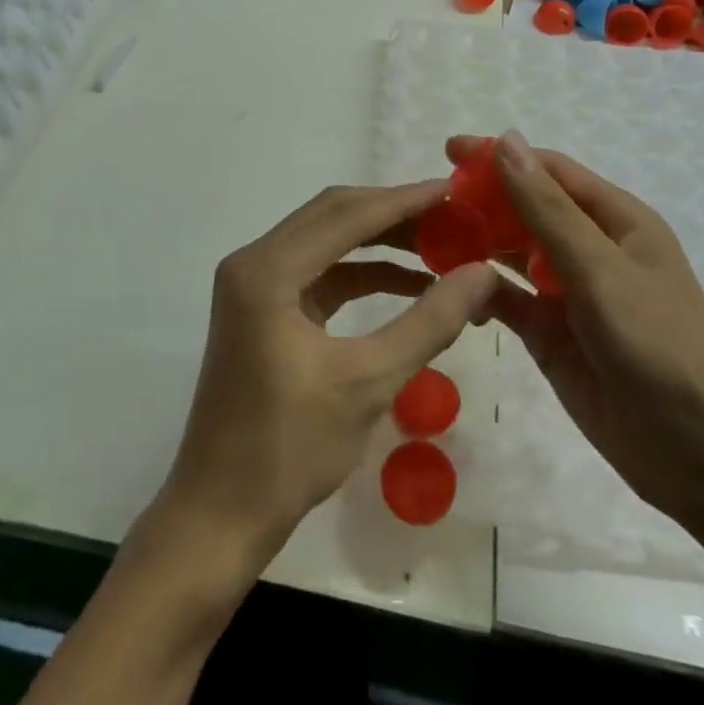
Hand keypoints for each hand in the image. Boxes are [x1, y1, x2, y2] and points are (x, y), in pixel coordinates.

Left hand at [159, 180, 498, 569]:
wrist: (220, 514)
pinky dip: (361, 272)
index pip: (347, 213)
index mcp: (267, 270)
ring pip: (327, 240)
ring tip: (440, 244)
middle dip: (394, 213)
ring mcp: (255, 284)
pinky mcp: (263, 308)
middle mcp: (254, 262)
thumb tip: (483, 273)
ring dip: (380, 241)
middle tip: (453, 214)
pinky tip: (408, 282)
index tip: (456, 191)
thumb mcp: (369, 382)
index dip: (405, 199)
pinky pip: (319, 273)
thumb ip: (429, 320)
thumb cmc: (290, 450)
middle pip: (333, 215)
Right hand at [454, 131, 703, 527]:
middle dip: (481, 201)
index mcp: (615, 220)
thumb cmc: (660, 345)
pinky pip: (506, 299)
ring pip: (511, 252)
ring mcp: (568, 292)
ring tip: (428, 241)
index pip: (548, 171)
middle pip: (525, 208)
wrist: (703, 456)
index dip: (500, 157)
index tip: (448, 152)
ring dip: (475, 243)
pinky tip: (450, 290)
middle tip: (428, 205)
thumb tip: (506, 141)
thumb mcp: (600, 269)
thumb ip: (547, 208)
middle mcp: (590, 248)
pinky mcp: (550, 334)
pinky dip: (479, 291)